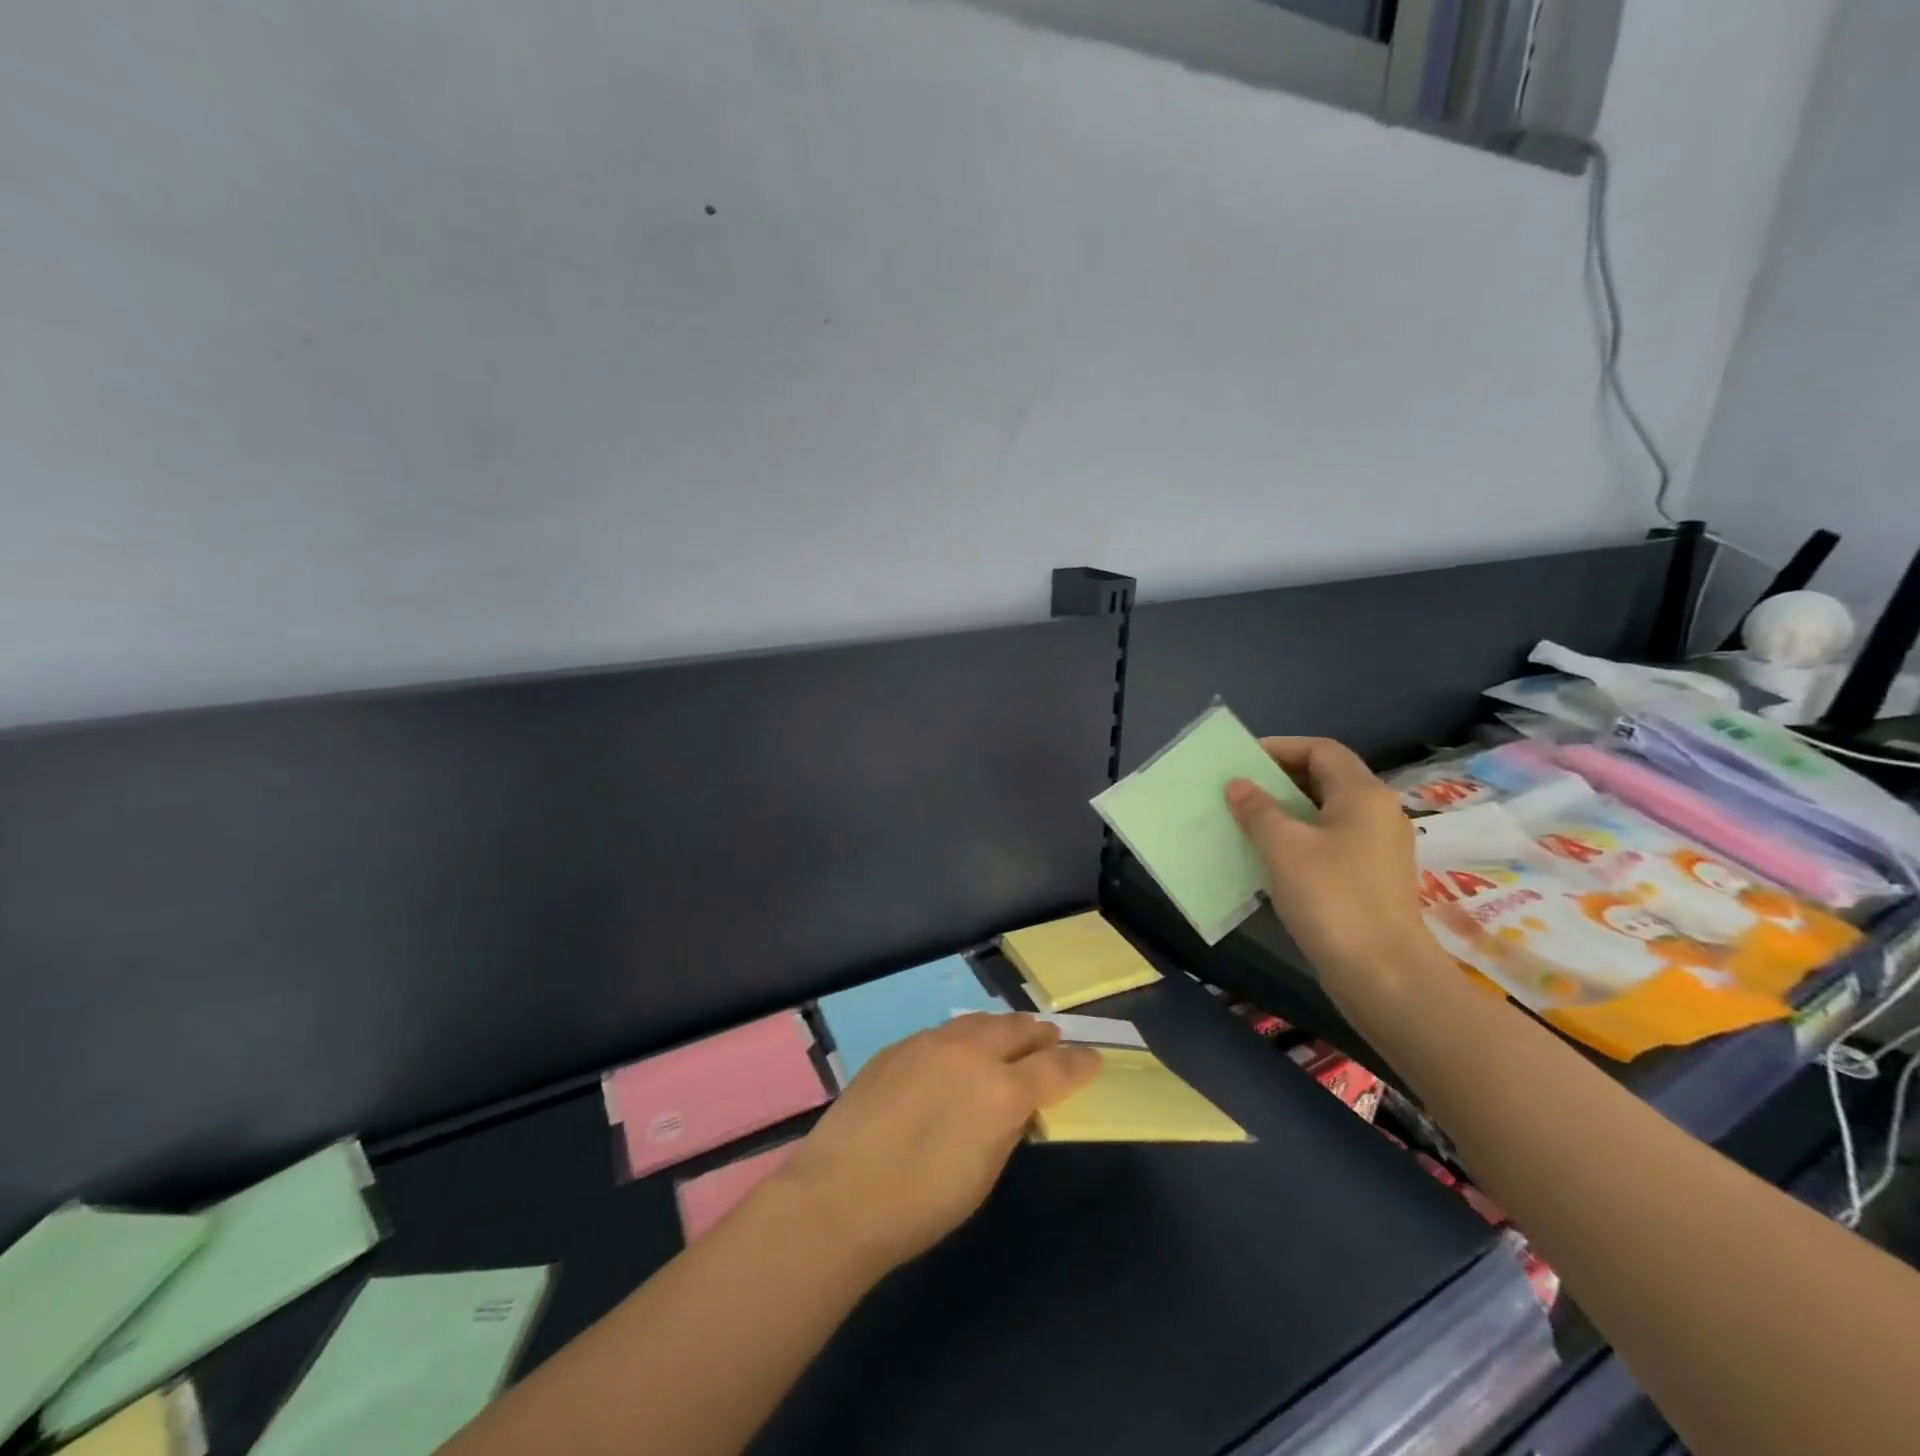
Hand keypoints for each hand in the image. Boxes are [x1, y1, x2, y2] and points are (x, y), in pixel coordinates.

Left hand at [774, 1013, 1099, 1274]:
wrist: (842, 1193)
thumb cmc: (922, 1204)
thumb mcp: (983, 1175)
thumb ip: (1007, 1129)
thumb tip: (1017, 1106)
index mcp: (1002, 1091)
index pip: (1055, 1068)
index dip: (1079, 1063)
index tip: (1093, 1059)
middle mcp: (971, 1053)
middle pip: (1016, 1029)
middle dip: (1038, 1034)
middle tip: (1051, 1038)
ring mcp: (931, 1043)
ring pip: (978, 1022)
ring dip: (1000, 1028)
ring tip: (1010, 1034)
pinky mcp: (899, 1045)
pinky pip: (943, 1033)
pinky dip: (963, 1037)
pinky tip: (958, 1051)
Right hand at [1224, 736, 1435, 1000]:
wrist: (1383, 974)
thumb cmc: (1332, 897)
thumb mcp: (1284, 847)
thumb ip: (1258, 809)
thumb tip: (1239, 785)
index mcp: (1362, 794)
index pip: (1321, 750)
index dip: (1281, 748)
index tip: (1242, 760)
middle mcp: (1378, 813)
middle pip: (1326, 779)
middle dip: (1280, 779)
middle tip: (1239, 789)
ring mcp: (1379, 848)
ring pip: (1327, 813)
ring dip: (1287, 811)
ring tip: (1247, 820)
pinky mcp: (1372, 879)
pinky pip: (1331, 842)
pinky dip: (1300, 839)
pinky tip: (1271, 858)